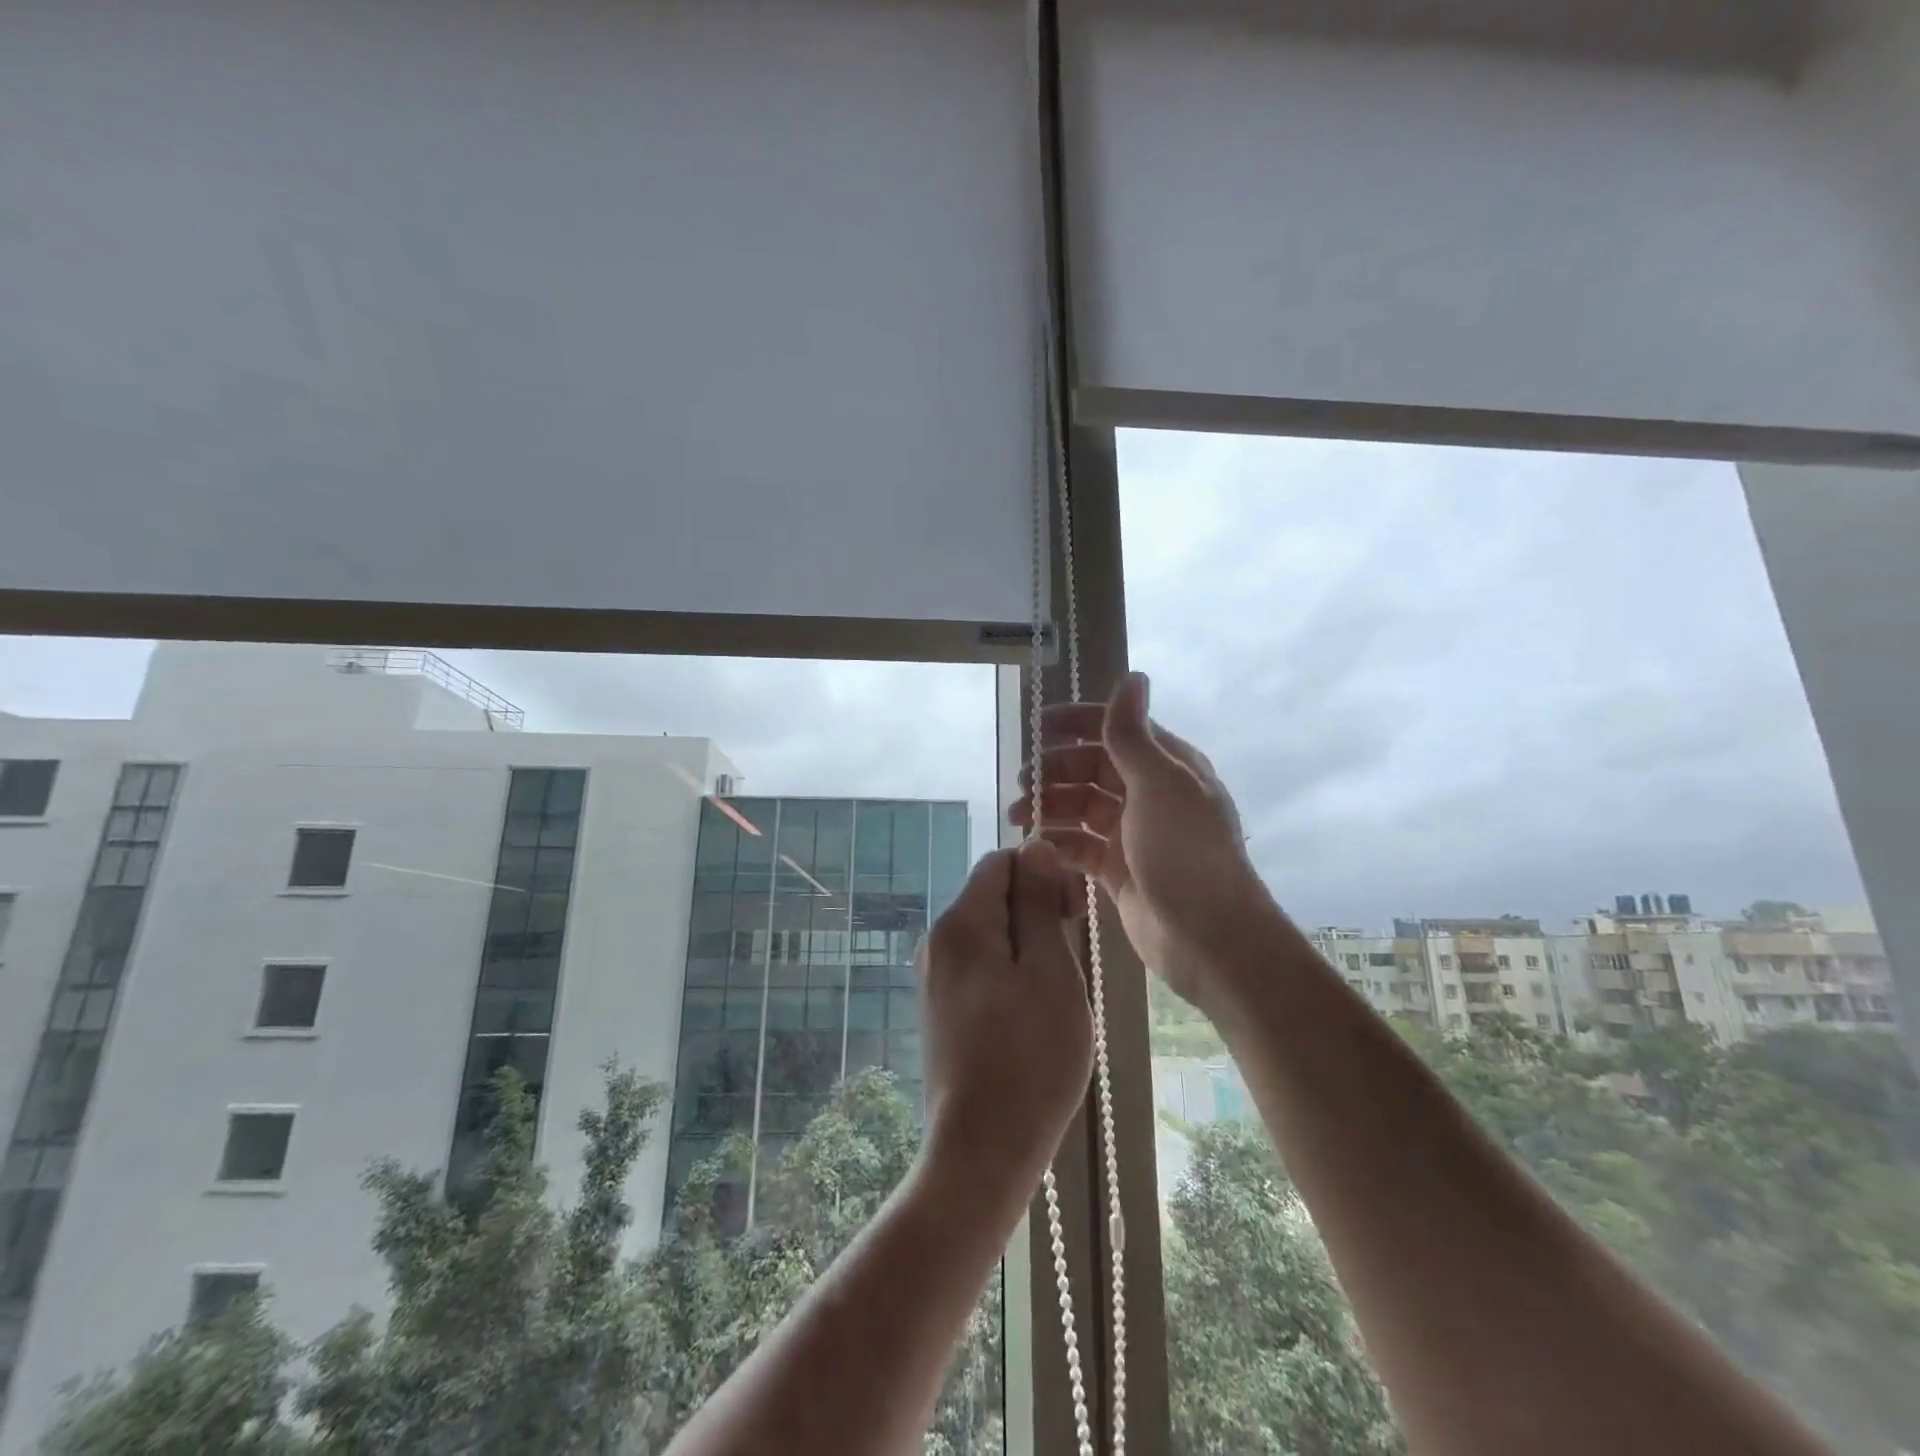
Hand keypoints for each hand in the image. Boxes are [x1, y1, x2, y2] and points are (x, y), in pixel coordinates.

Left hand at [918, 840, 1093, 1193]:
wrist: (981, 1151)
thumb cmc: (1029, 1059)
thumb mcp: (1050, 972)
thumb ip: (1039, 903)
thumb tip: (1035, 846)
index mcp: (960, 923)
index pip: (1000, 861)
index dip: (1042, 873)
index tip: (1074, 914)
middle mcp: (937, 940)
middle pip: (992, 895)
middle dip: (1037, 910)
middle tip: (1072, 958)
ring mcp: (934, 977)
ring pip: (990, 932)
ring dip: (1029, 945)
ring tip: (1057, 992)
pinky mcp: (939, 1008)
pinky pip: (980, 965)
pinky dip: (1010, 972)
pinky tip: (1032, 1012)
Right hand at [1009, 672, 1271, 1014]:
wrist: (1209, 936)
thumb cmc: (1185, 851)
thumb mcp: (1158, 783)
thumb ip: (1133, 734)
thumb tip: (1132, 676)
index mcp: (1166, 766)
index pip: (1116, 730)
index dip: (1077, 724)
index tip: (1037, 727)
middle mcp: (1150, 794)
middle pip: (1092, 769)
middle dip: (1055, 771)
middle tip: (1022, 784)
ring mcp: (1134, 834)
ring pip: (1082, 808)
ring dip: (1050, 806)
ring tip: (1018, 816)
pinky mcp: (1119, 871)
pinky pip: (1080, 846)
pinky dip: (1058, 842)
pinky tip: (1035, 846)